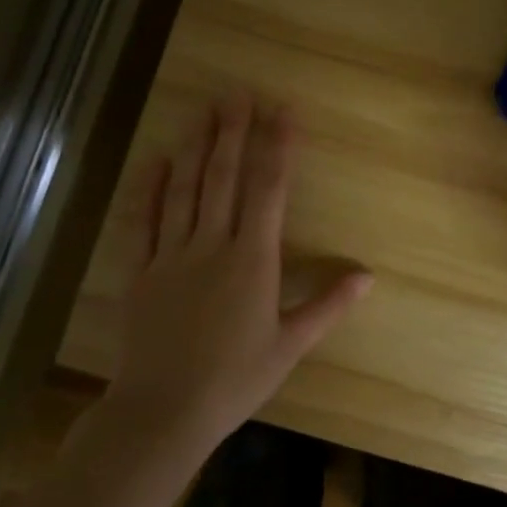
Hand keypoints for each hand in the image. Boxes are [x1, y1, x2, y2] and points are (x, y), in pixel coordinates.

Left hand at [109, 94, 371, 448]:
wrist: (162, 412)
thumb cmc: (235, 380)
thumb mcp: (290, 345)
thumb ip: (328, 306)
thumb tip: (368, 277)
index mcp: (253, 260)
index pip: (269, 190)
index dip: (278, 146)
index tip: (283, 111)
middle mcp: (212, 246)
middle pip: (223, 178)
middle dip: (233, 133)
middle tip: (238, 93)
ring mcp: (171, 256)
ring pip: (184, 190)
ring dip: (195, 147)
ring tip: (203, 111)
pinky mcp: (139, 272)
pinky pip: (143, 221)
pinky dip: (150, 188)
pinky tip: (156, 160)